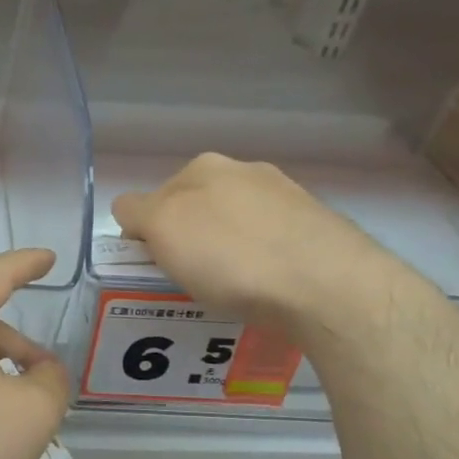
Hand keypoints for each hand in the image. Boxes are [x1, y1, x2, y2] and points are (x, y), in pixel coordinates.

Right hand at [111, 154, 402, 328]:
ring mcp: (287, 198)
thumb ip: (136, 212)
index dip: (146, 234)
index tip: (155, 267)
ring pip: (235, 227)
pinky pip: (270, 246)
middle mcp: (247, 172)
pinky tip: (265, 290)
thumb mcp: (163, 229)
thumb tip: (131, 211)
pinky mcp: (318, 229)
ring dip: (225, 252)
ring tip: (230, 291)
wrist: (327, 286)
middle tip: (189, 279)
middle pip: (196, 209)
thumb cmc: (231, 256)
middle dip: (188, 239)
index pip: (152, 197)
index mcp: (204, 167)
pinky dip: (260, 265)